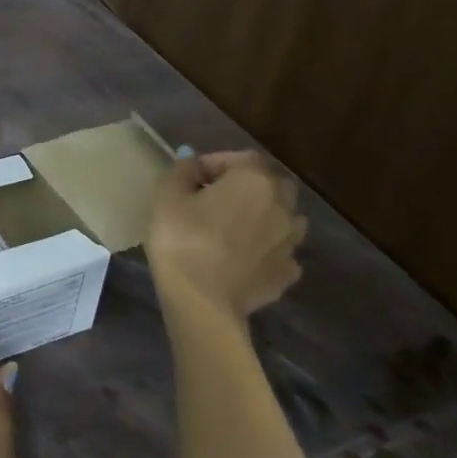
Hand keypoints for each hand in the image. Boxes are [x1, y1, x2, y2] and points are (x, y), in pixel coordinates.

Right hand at [146, 150, 307, 329]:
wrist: (202, 299)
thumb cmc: (181, 238)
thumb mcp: (166, 196)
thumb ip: (182, 171)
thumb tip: (192, 161)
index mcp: (254, 180)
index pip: (241, 157)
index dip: (214, 163)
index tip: (191, 177)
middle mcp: (282, 206)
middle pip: (271, 185)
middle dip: (248, 187)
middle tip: (216, 199)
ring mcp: (290, 242)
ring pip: (285, 218)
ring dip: (264, 216)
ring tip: (235, 228)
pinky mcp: (288, 274)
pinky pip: (281, 252)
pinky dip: (267, 250)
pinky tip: (246, 258)